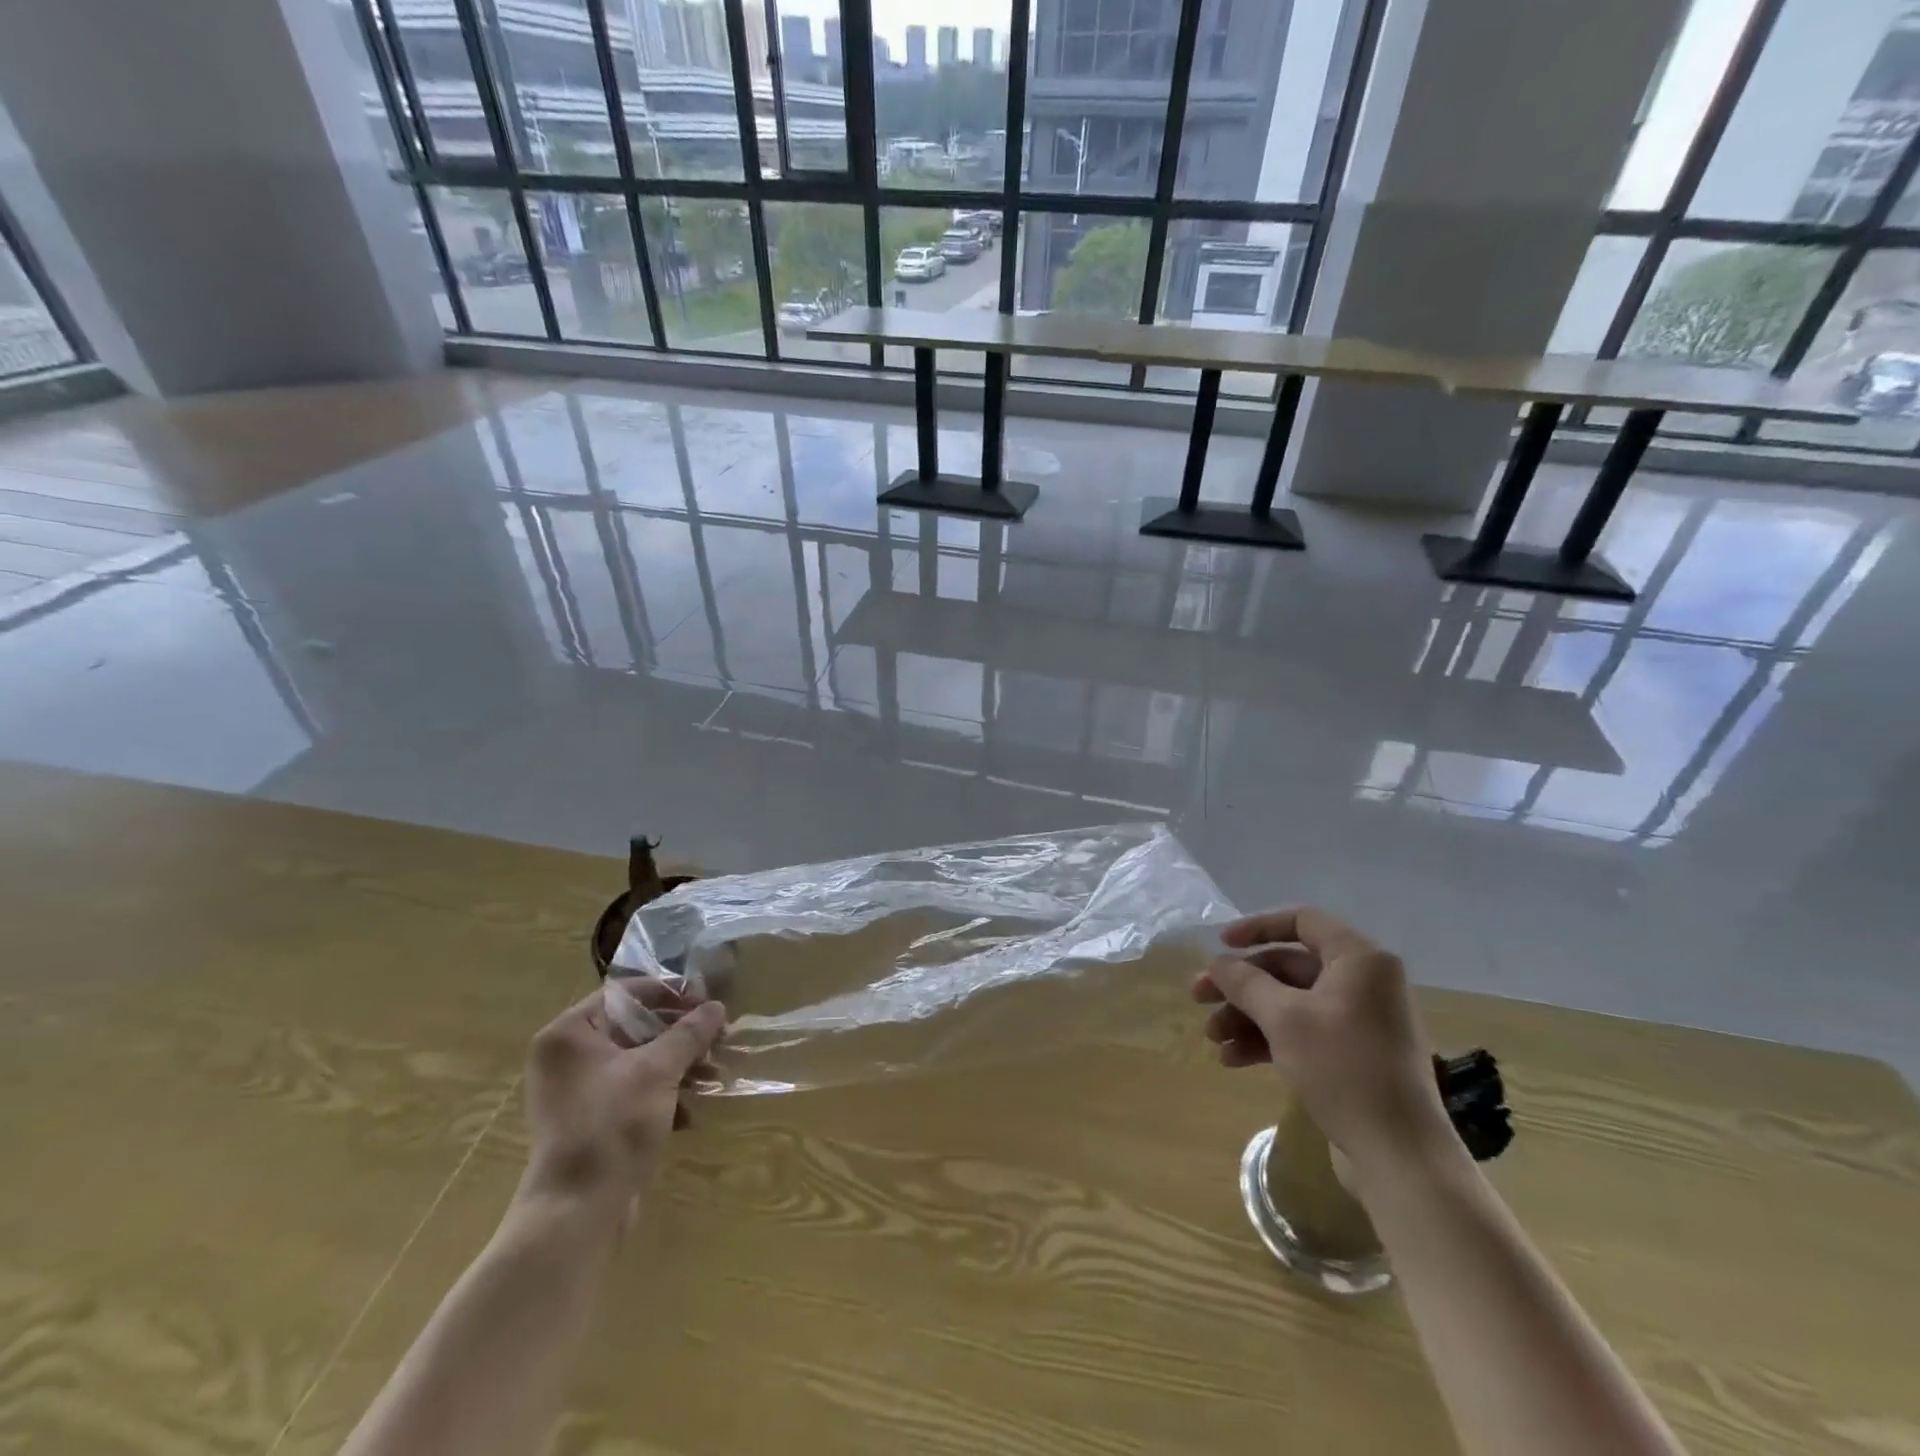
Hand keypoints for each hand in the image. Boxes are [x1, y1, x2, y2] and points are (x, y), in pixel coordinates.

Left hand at [517, 982, 726, 1224]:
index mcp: (570, 1033)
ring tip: (712, 1076)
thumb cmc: (612, 1126)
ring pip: (637, 1062)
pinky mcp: (588, 1123)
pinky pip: (631, 1093)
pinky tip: (690, 1114)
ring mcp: (575, 1092)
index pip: (626, 994)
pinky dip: (661, 1096)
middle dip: (679, 1036)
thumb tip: (717, 1006)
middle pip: (634, 1028)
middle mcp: (566, 1057)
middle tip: (717, 1040)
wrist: (576, 1213)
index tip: (707, 1004)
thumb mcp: (658, 1070)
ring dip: (677, 1067)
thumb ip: (689, 1033)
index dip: (670, 994)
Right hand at [1193, 907, 1449, 1175]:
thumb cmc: (1343, 1068)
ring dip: (1248, 1016)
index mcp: (1360, 960)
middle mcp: (1365, 983)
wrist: (1400, 1156)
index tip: (1220, 944)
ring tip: (1212, 1039)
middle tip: (1199, 998)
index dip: (1256, 928)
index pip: (1301, 921)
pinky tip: (1233, 1060)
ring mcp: (1362, 1022)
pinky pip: (1304, 1033)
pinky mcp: (1356, 1057)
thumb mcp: (1284, 1018)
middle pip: (1289, 966)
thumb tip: (1218, 962)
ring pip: (1291, 1003)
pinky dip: (1269, 1040)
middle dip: (1241, 985)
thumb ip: (1245, 982)